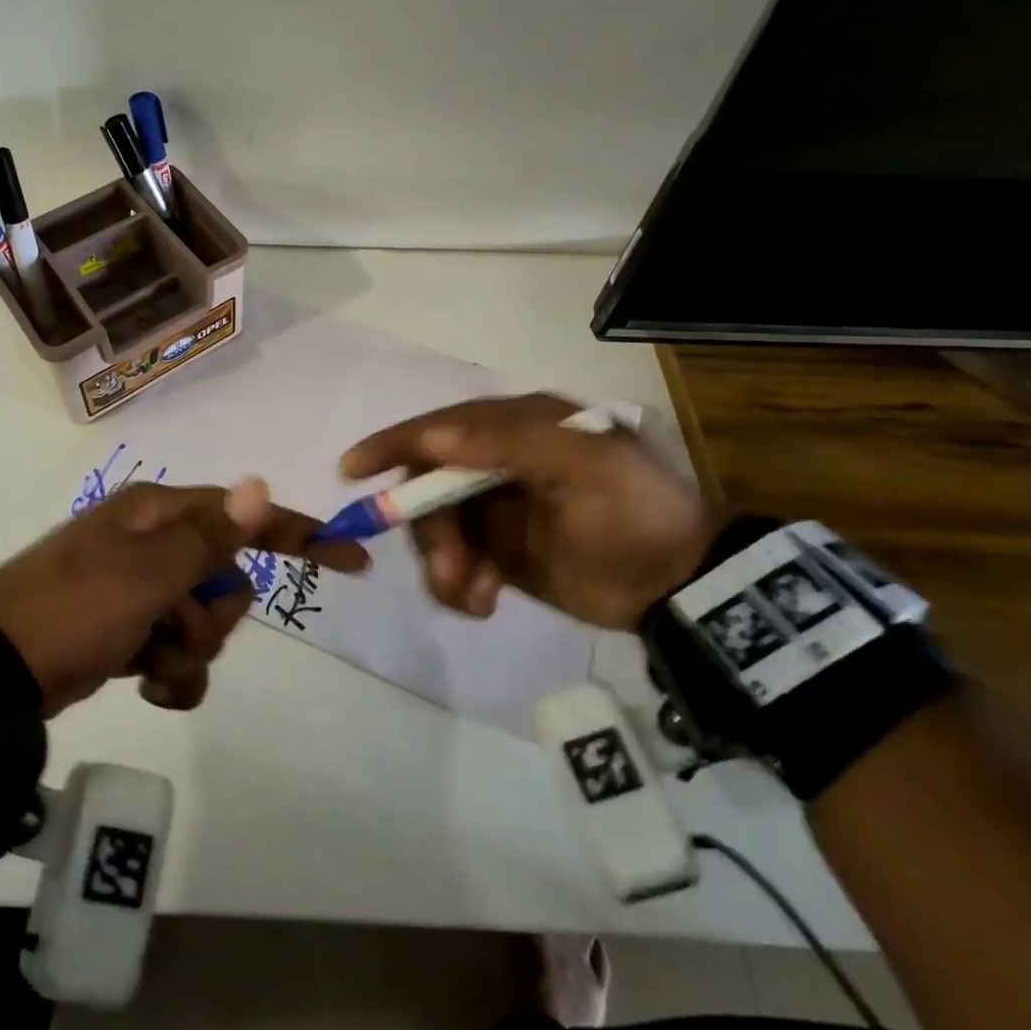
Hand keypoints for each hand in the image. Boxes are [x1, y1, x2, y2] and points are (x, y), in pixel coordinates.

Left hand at [0, 479, 367, 715]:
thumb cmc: (77, 606)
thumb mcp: (149, 571)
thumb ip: (211, 536)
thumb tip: (259, 483)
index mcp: (159, 515)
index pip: (243, 518)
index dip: (298, 534)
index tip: (351, 557)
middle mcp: (154, 545)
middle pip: (226, 581)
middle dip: (212, 616)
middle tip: (173, 626)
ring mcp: (140, 591)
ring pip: (204, 623)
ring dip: (188, 652)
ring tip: (149, 662)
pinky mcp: (128, 632)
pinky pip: (177, 653)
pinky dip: (171, 675)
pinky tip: (146, 686)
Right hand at [340, 393, 715, 630]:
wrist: (679, 584)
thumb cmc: (634, 513)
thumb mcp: (584, 465)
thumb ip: (509, 442)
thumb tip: (433, 436)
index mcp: (515, 427)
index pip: (439, 427)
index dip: (393, 445)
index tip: (351, 470)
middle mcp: (495, 460)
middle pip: (428, 486)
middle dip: (429, 530)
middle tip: (451, 572)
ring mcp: (493, 507)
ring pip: (435, 529)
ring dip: (443, 564)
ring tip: (474, 595)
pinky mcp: (496, 549)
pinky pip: (453, 563)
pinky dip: (457, 585)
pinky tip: (483, 603)